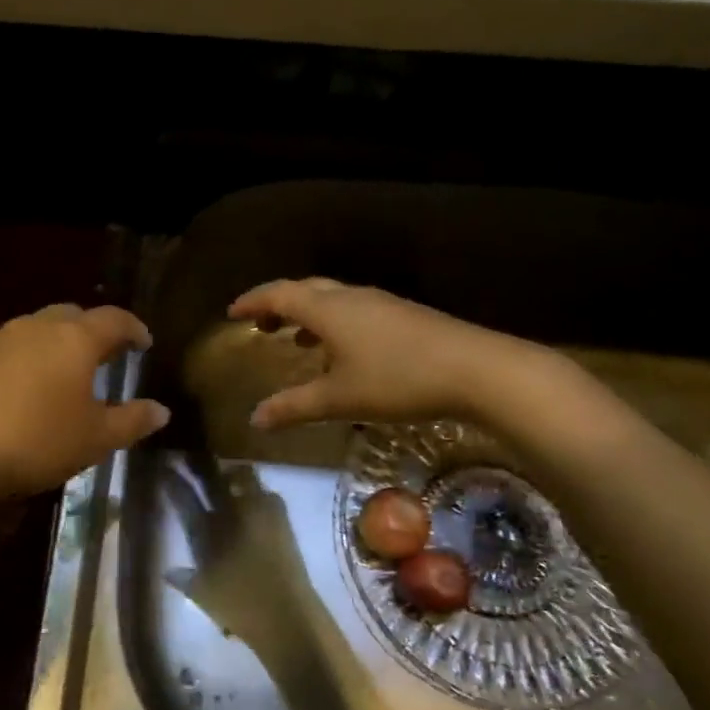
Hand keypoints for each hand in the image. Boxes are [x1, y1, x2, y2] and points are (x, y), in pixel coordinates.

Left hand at [0, 304, 169, 502]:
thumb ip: (132, 421)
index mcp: (74, 339)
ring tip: (64, 373)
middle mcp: (36, 327)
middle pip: (73, 315)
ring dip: (57, 343)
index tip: (144, 343)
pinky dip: (26, 359)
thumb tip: (161, 410)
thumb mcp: (95, 439)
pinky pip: (9, 348)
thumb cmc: (36, 441)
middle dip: (94, 330)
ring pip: (37, 329)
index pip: (115, 319)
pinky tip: (23, 390)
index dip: (134, 329)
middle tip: (106, 355)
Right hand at [228, 278, 546, 429]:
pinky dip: (334, 323)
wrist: (476, 369)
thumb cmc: (397, 380)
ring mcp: (381, 303)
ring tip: (296, 340)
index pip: (279, 294)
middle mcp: (350, 297)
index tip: (232, 313)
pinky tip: (344, 352)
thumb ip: (294, 407)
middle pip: (305, 290)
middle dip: (278, 304)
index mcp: (328, 309)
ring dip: (308, 314)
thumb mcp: (339, 399)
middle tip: (261, 324)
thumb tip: (255, 419)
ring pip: (332, 299)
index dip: (253, 301)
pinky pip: (354, 310)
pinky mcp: (404, 315)